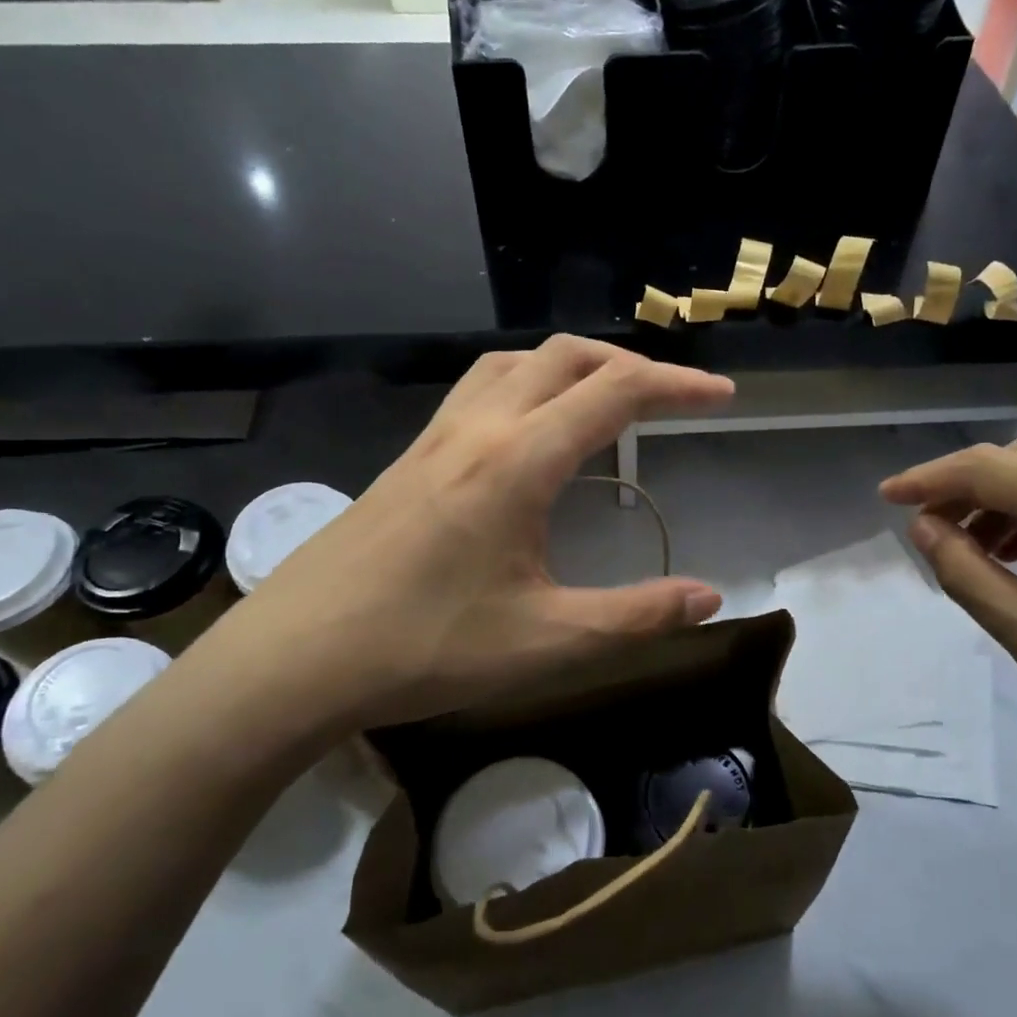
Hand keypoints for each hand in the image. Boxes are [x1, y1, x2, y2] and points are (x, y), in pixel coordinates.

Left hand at [191, 337, 733, 756]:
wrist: (294, 659)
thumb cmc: (423, 649)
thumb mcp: (546, 641)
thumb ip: (636, 616)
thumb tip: (709, 597)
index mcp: (518, 461)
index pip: (615, 393)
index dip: (677, 386)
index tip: (722, 395)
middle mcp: (478, 428)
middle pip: (565, 356)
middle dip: (630, 363)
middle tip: (673, 396)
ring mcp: (435, 437)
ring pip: (516, 362)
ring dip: (573, 364)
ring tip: (606, 398)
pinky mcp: (409, 456)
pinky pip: (480, 388)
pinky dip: (527, 382)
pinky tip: (530, 428)